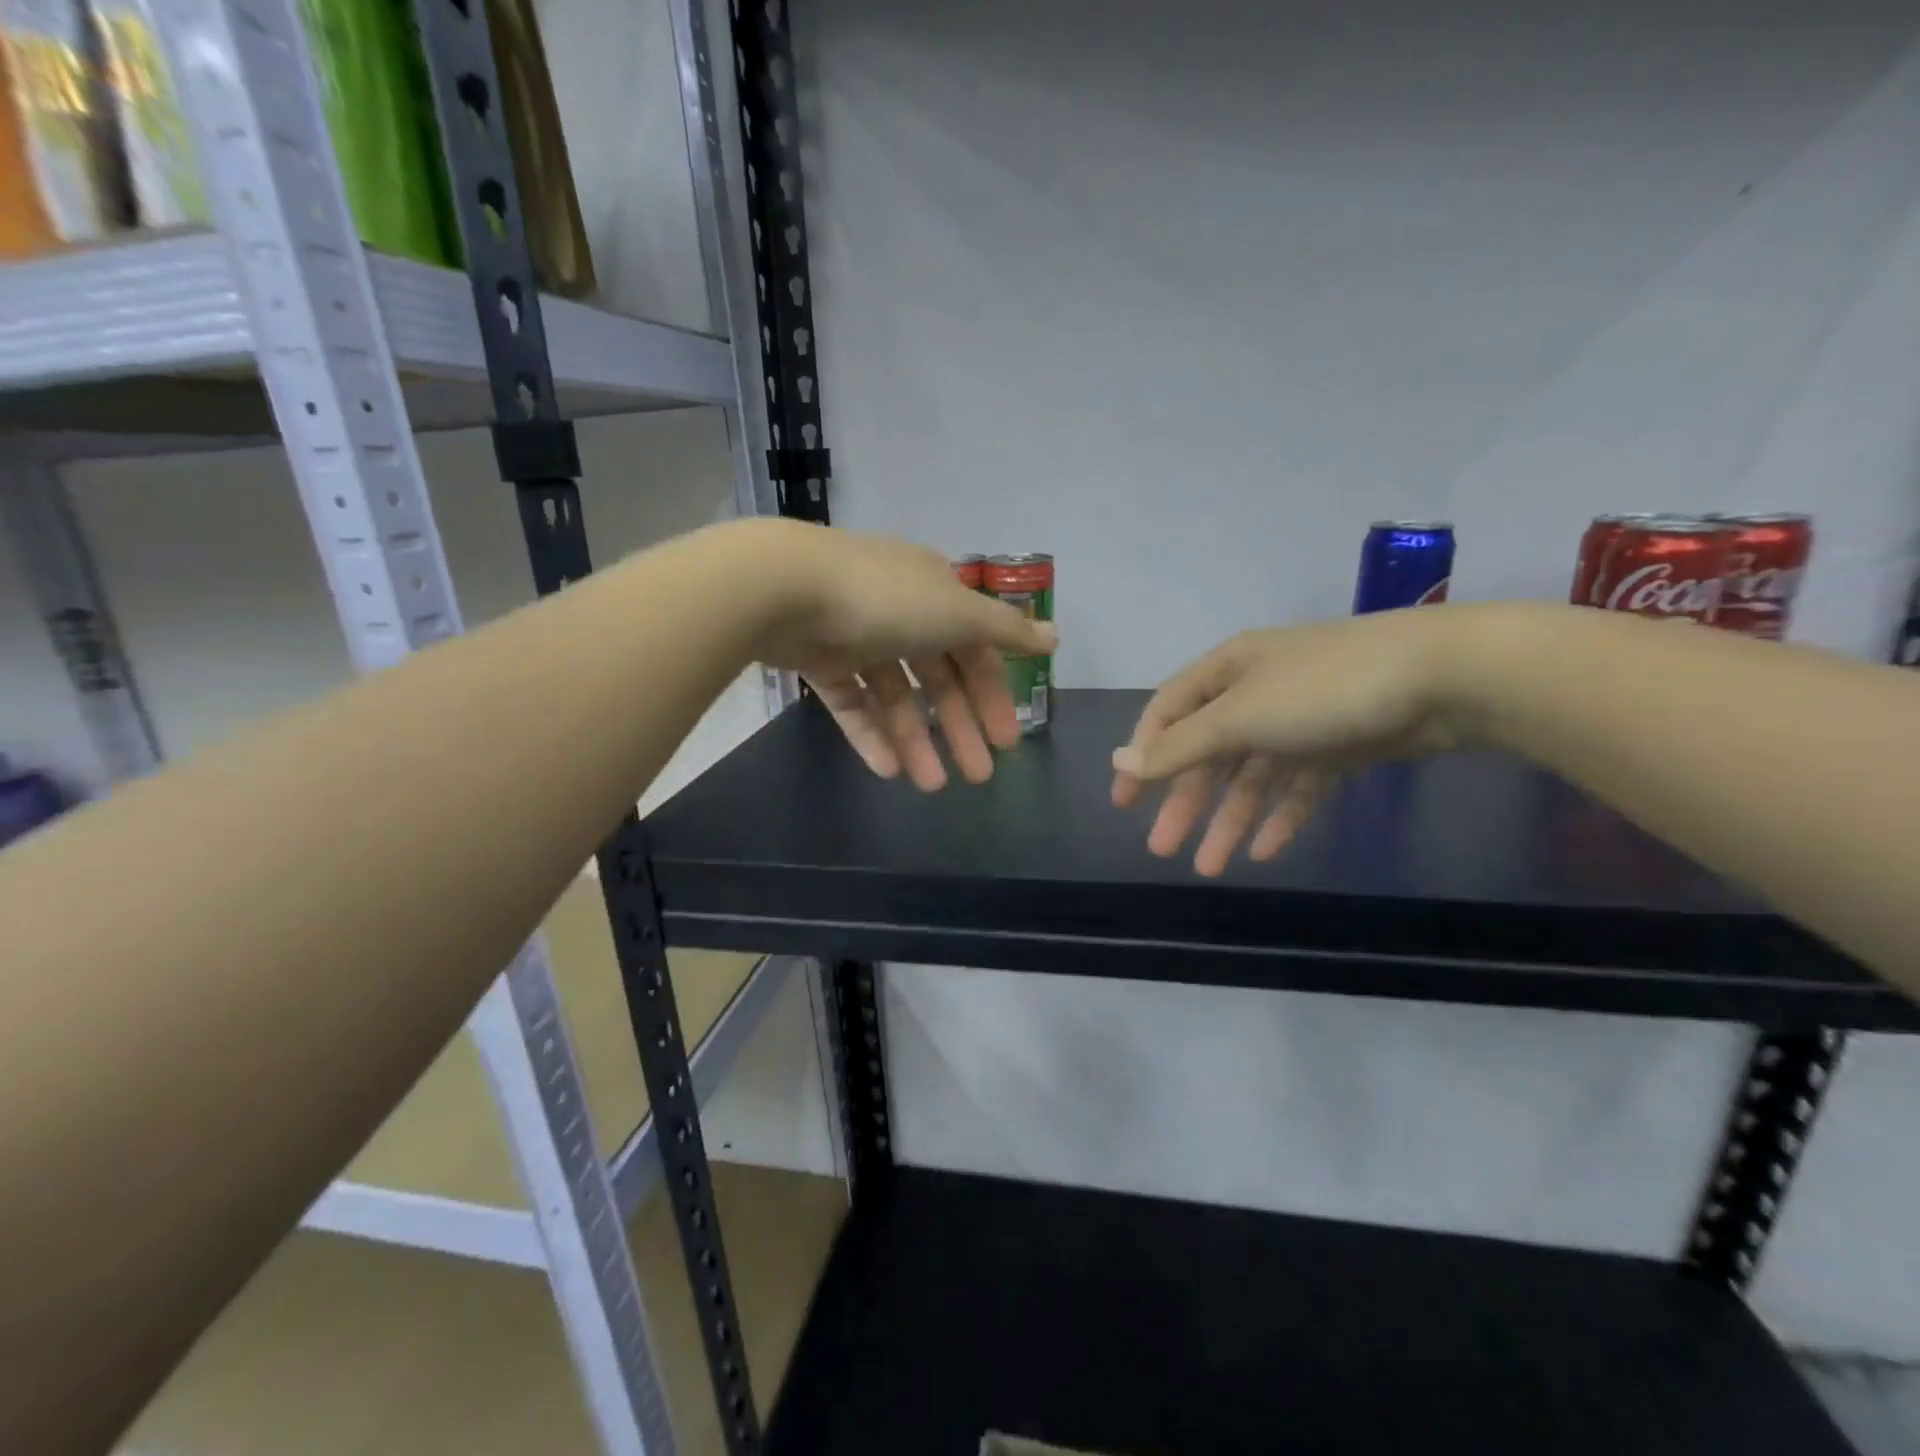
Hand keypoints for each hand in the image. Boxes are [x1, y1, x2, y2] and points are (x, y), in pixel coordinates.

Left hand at [754, 522, 1056, 789]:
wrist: (782, 589)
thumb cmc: (884, 599)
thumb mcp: (956, 612)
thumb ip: (1005, 631)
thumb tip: (1056, 638)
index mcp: (934, 593)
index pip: (975, 649)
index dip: (994, 695)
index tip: (1008, 741)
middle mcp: (898, 612)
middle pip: (938, 678)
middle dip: (960, 727)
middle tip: (979, 776)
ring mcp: (855, 636)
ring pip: (895, 696)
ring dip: (916, 740)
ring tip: (931, 786)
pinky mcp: (818, 660)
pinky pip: (853, 703)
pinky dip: (871, 735)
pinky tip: (889, 771)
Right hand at [1110, 610, 1477, 875]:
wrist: (1445, 677)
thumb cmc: (1323, 689)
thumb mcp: (1240, 716)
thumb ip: (1181, 745)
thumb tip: (1119, 762)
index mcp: (1227, 672)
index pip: (1168, 714)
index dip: (1142, 756)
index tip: (1125, 803)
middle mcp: (1257, 693)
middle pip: (1207, 752)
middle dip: (1184, 802)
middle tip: (1161, 848)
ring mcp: (1300, 722)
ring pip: (1251, 777)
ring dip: (1228, 820)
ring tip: (1209, 867)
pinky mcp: (1340, 747)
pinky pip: (1297, 787)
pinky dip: (1279, 817)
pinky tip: (1265, 852)